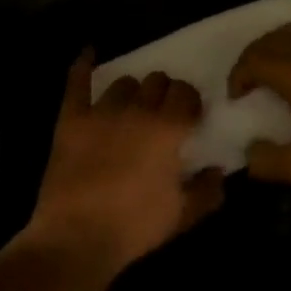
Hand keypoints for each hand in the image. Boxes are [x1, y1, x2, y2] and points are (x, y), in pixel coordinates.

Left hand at [25, 51, 225, 272]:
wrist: (77, 237)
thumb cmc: (135, 227)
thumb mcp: (182, 215)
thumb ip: (207, 190)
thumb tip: (219, 170)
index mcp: (167, 129)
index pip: (186, 94)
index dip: (190, 101)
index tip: (190, 115)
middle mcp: (137, 110)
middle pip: (156, 81)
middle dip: (164, 92)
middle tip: (162, 112)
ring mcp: (101, 111)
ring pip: (123, 82)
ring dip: (133, 90)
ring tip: (132, 105)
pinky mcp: (71, 118)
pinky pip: (77, 82)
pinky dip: (83, 65)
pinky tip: (89, 53)